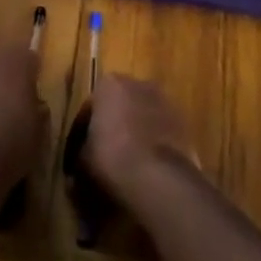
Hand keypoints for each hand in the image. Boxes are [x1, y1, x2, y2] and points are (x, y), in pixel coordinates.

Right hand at [83, 73, 198, 205]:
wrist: (158, 177)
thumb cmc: (112, 158)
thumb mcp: (82, 161)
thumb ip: (79, 157)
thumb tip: (76, 170)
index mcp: (109, 84)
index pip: (89, 108)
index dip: (81, 134)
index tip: (77, 156)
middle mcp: (138, 83)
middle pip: (119, 106)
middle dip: (112, 127)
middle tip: (104, 156)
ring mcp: (164, 101)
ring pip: (142, 117)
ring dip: (135, 134)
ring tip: (128, 165)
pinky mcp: (183, 122)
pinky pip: (161, 132)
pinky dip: (153, 144)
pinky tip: (147, 168)